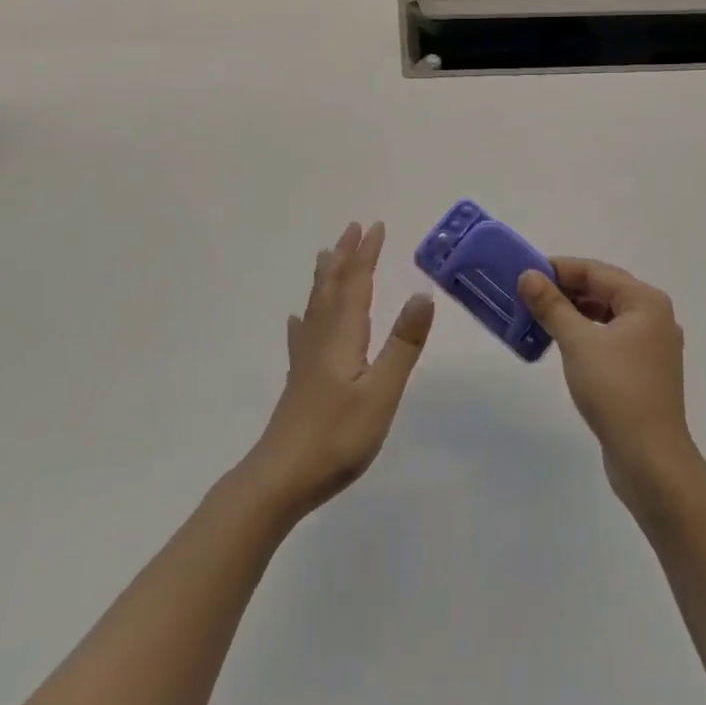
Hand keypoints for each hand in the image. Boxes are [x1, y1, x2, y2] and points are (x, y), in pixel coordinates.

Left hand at [244, 221, 434, 520]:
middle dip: (345, 256)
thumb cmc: (337, 436)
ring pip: (316, 305)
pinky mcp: (300, 379)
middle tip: (353, 228)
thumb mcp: (381, 392)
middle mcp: (322, 337)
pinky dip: (304, 317)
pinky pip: (303, 333)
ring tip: (327, 255)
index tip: (376, 226)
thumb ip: (403, 344)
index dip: (366, 254)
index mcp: (343, 335)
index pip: (356, 283)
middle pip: (332, 286)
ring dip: (326, 276)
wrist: (281, 478)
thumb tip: (423, 294)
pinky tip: (296, 319)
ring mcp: (307, 358)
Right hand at [518, 258, 696, 505]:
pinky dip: (586, 334)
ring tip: (539, 316)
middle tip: (527, 294)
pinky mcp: (645, 372)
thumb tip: (528, 276)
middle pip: (604, 290)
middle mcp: (654, 318)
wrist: (650, 460)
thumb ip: (551, 305)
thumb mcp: (577, 342)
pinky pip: (611, 339)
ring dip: (574, 312)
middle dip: (565, 290)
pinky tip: (563, 343)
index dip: (559, 268)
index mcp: (646, 302)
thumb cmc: (616, 390)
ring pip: (607, 315)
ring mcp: (652, 347)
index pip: (596, 271)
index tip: (525, 272)